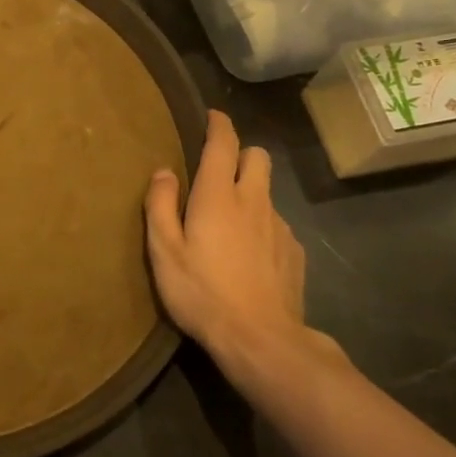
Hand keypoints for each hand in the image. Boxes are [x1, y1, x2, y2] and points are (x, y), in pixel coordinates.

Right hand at [145, 111, 341, 396]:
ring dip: (249, 193)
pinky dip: (261, 227)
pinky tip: (248, 256)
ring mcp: (279, 227)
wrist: (261, 340)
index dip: (218, 124)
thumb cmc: (201, 292)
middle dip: (240, 154)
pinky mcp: (294, 252)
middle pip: (258, 157)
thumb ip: (160, 205)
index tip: (212, 116)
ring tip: (228, 223)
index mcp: (218, 196)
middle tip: (218, 172)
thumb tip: (163, 171)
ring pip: (267, 192)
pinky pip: (276, 225)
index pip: (223, 144)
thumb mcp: (164, 251)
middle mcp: (254, 201)